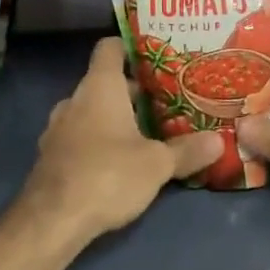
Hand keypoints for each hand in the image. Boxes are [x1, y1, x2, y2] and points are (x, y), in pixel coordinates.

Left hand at [16, 38, 222, 249]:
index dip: (131, 47)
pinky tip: (118, 160)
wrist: (51, 221)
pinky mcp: (51, 156)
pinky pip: (79, 136)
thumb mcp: (157, 164)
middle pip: (104, 82)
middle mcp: (74, 100)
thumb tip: (218, 141)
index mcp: (99, 87)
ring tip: (146, 131)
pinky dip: (98, 140)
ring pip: (91, 111)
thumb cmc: (108, 175)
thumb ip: (187, 151)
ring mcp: (57, 128)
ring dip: (114, 118)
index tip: (156, 57)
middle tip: (166, 100)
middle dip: (133, 91)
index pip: (109, 48)